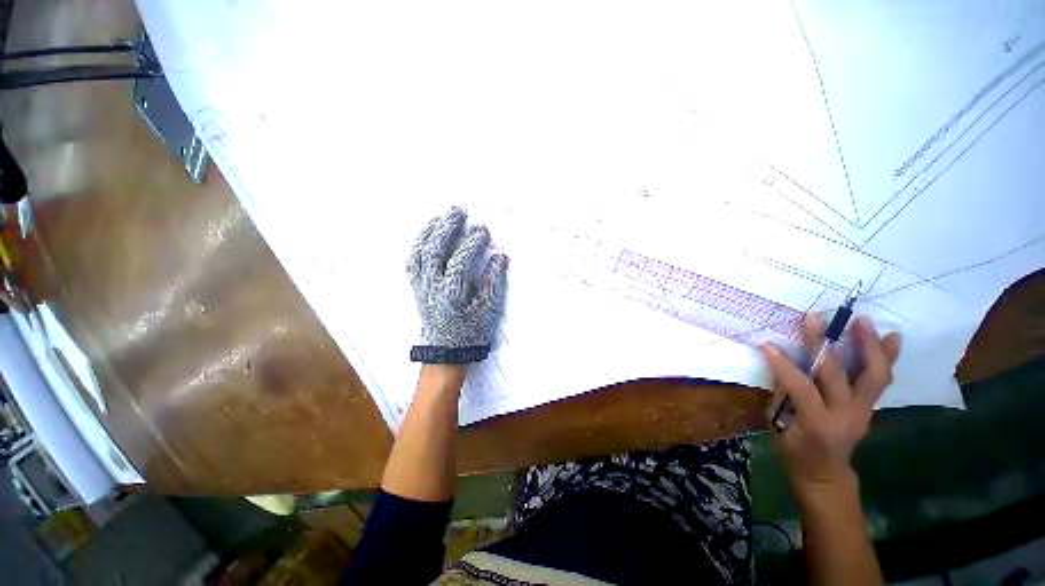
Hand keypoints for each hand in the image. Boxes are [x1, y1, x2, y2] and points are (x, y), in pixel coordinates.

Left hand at [407, 207, 507, 363]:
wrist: (445, 354)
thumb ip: (493, 283)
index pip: (460, 260)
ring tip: (439, 217)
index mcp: (450, 293)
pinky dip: (418, 245)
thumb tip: (500, 257)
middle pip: (434, 250)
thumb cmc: (469, 334)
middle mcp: (431, 286)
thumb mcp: (487, 311)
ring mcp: (420, 286)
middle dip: (446, 228)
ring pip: (419, 253)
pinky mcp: (416, 288)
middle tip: (458, 212)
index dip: (472, 243)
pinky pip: (412, 261)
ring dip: (428, 232)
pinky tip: (425, 236)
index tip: (483, 231)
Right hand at [761, 315, 900, 498]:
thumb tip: (782, 364)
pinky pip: (881, 379)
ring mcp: (863, 410)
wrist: (825, 474)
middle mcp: (846, 414)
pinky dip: (887, 357)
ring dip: (869, 345)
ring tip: (864, 320)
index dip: (784, 365)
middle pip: (837, 374)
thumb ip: (783, 394)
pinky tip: (892, 336)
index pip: (801, 387)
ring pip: (873, 374)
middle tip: (813, 318)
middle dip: (823, 344)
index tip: (767, 344)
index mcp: (817, 422)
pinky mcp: (870, 406)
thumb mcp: (779, 426)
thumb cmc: (794, 451)